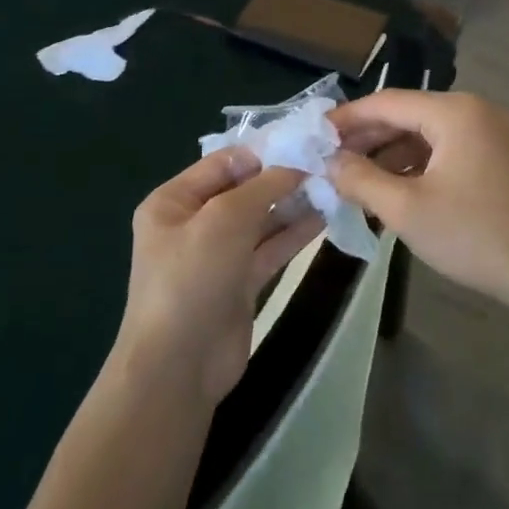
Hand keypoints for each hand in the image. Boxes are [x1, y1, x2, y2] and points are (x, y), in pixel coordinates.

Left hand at [121, 148, 323, 402]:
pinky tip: (324, 216)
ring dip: (293, 203)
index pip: (224, 162)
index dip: (264, 151)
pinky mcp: (239, 282)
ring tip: (334, 185)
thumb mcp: (224, 220)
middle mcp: (193, 223)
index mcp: (174, 201)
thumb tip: (297, 162)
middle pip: (244, 189)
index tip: (307, 141)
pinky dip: (294, 233)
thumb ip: (263, 187)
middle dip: (283, 177)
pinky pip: (270, 248)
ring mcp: (217, 255)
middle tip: (328, 163)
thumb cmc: (192, 280)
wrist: (179, 367)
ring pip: (261, 219)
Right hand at [327, 91, 508, 315]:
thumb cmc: (473, 235)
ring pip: (424, 134)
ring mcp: (488, 133)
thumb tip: (330, 161)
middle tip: (328, 160)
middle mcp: (473, 111)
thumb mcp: (406, 209)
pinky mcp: (495, 157)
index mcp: (455, 112)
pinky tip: (390, 188)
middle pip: (407, 115)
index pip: (387, 102)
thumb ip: (361, 179)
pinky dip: (415, 165)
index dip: (347, 118)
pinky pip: (444, 150)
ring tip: (352, 178)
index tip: (314, 135)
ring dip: (389, 154)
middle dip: (367, 138)